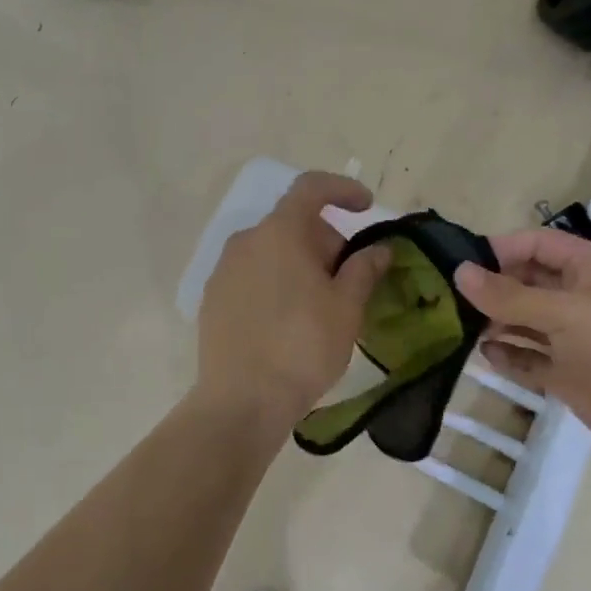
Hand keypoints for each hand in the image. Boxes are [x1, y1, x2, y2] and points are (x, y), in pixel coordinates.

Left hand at [194, 172, 392, 428]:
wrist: (242, 402)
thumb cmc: (303, 348)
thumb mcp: (346, 308)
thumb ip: (364, 269)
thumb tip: (378, 249)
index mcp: (279, 233)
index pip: (311, 188)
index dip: (342, 189)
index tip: (365, 207)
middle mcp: (245, 242)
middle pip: (292, 224)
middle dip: (325, 240)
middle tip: (349, 279)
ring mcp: (223, 271)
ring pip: (271, 252)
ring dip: (300, 264)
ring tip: (321, 305)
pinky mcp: (213, 300)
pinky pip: (252, 276)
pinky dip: (276, 282)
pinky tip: (289, 321)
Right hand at [454, 228, 590, 459]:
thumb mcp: (561, 311)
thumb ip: (508, 295)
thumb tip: (459, 272)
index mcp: (588, 268)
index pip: (537, 245)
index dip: (501, 250)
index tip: (462, 263)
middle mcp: (580, 297)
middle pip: (528, 283)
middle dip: (494, 289)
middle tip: (451, 298)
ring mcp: (574, 337)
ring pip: (526, 322)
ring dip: (497, 323)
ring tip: (461, 327)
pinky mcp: (569, 372)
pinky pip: (531, 358)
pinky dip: (510, 355)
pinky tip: (486, 355)